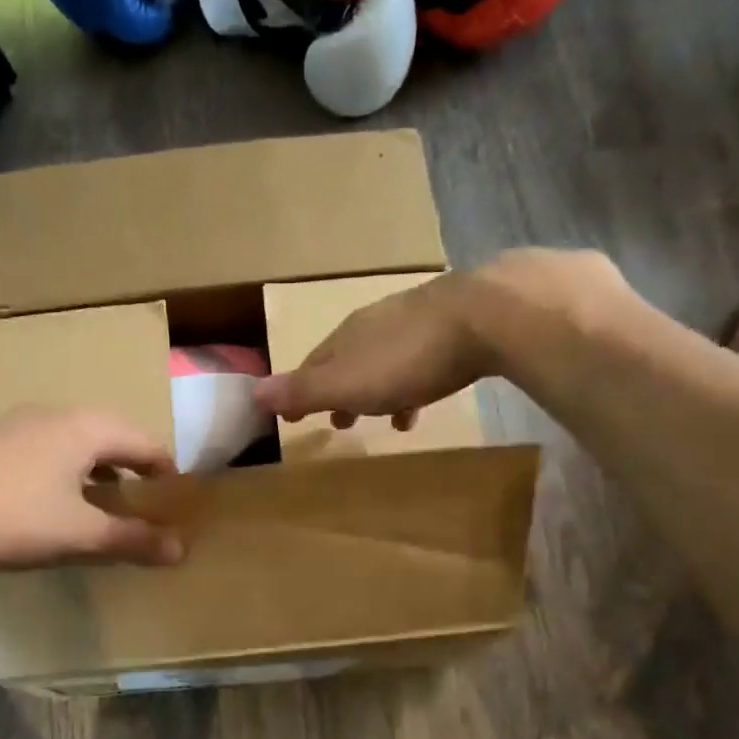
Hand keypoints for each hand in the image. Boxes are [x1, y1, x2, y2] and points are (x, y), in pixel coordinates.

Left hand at [0, 406, 183, 569]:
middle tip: (147, 499)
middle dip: (135, 466)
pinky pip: (48, 448)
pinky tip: (55, 499)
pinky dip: (68, 469)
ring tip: (106, 500)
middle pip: (112, 435)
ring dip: (100, 467)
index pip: (146, 443)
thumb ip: (133, 540)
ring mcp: (19, 423)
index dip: (168, 471)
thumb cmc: (10, 517)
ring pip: (77, 440)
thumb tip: (182, 548)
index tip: (179, 500)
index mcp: (87, 428)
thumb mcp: (79, 535)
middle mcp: (57, 414)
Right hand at [254, 248, 624, 427]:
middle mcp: (375, 322)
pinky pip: (421, 359)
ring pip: (385, 360)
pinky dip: (414, 383)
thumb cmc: (408, 358)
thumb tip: (252, 394)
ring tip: (384, 421)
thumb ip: (303, 389)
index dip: (300, 391)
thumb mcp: (347, 382)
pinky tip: (424, 401)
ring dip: (379, 391)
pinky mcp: (452, 324)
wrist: (485, 315)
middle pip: (348, 361)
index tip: (294, 415)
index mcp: (346, 336)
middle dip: (341, 392)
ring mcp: (415, 319)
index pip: (312, 364)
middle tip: (339, 423)